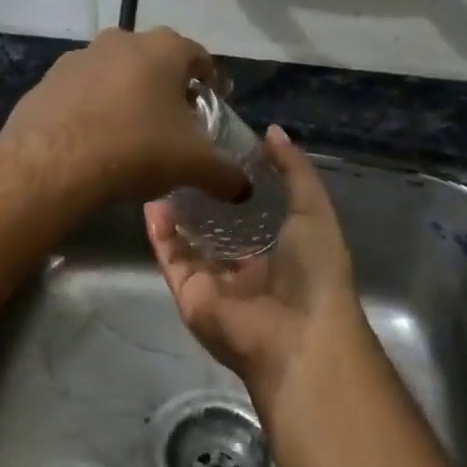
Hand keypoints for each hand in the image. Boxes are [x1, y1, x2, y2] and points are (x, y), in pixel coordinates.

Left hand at [0, 27, 248, 208]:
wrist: (51, 163)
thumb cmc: (136, 149)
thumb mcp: (193, 166)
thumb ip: (225, 175)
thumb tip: (246, 190)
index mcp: (164, 49)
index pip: (199, 57)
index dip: (211, 81)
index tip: (214, 103)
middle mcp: (121, 41)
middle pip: (156, 61)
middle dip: (168, 88)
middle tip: (176, 121)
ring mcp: (79, 58)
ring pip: (115, 73)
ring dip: (128, 95)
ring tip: (133, 133)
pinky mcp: (47, 81)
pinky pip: (82, 93)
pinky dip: (93, 109)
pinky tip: (95, 140)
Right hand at [145, 126, 364, 400]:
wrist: (296, 335)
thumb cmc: (314, 270)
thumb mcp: (314, 210)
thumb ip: (295, 171)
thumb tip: (271, 132)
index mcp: (280, 251)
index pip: (253, 213)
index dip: (237, 184)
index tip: (220, 149)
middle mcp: (245, 268)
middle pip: (216, 228)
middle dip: (201, 197)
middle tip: (183, 159)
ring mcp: (215, 283)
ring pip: (189, 242)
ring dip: (176, 212)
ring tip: (161, 173)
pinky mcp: (189, 294)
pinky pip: (171, 259)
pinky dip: (160, 233)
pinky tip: (151, 200)